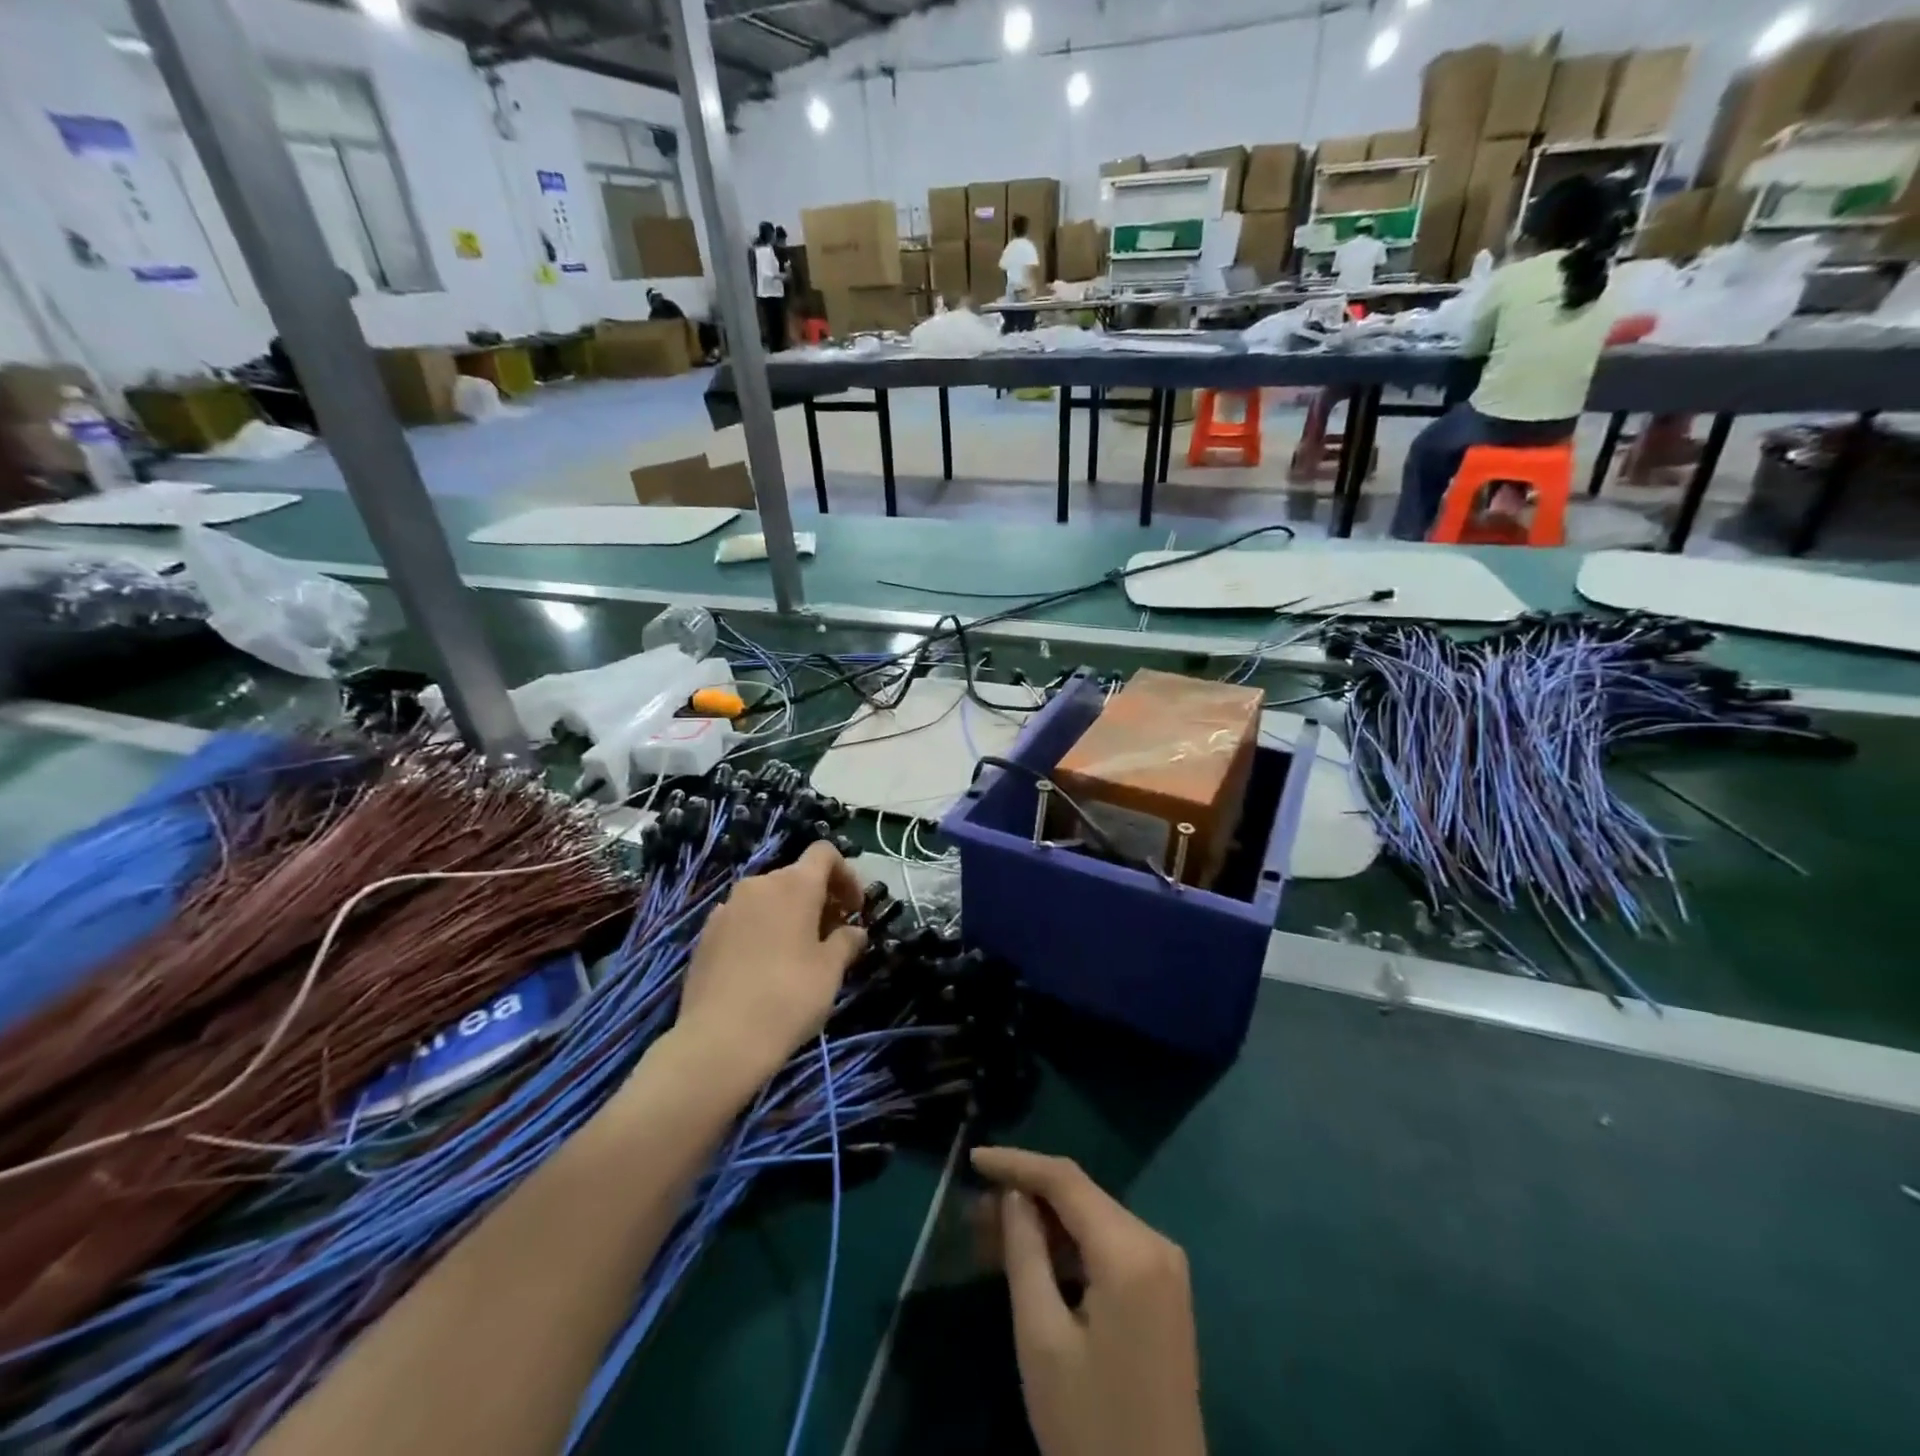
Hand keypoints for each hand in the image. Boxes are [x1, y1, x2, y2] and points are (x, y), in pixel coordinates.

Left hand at [675, 841, 866, 1086]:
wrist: (719, 1041)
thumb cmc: (788, 997)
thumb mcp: (831, 971)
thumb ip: (847, 942)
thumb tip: (854, 931)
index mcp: (794, 885)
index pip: (824, 853)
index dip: (846, 875)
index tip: (854, 909)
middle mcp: (758, 885)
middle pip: (796, 876)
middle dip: (820, 898)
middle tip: (833, 935)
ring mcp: (727, 909)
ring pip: (768, 898)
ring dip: (790, 914)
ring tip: (800, 953)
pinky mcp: (706, 935)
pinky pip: (744, 919)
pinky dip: (762, 930)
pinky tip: (765, 967)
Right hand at [971, 1147, 1204, 1455]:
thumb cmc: (1091, 1426)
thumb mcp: (1042, 1337)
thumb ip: (1025, 1252)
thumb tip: (1013, 1195)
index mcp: (1130, 1250)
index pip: (1066, 1180)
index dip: (1017, 1162)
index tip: (972, 1159)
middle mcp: (1156, 1243)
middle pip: (1080, 1197)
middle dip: (1026, 1196)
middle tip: (974, 1210)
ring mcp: (1165, 1269)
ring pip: (1092, 1221)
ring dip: (1043, 1223)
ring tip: (990, 1235)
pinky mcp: (1163, 1293)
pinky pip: (1108, 1247)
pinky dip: (1067, 1247)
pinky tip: (1031, 1259)